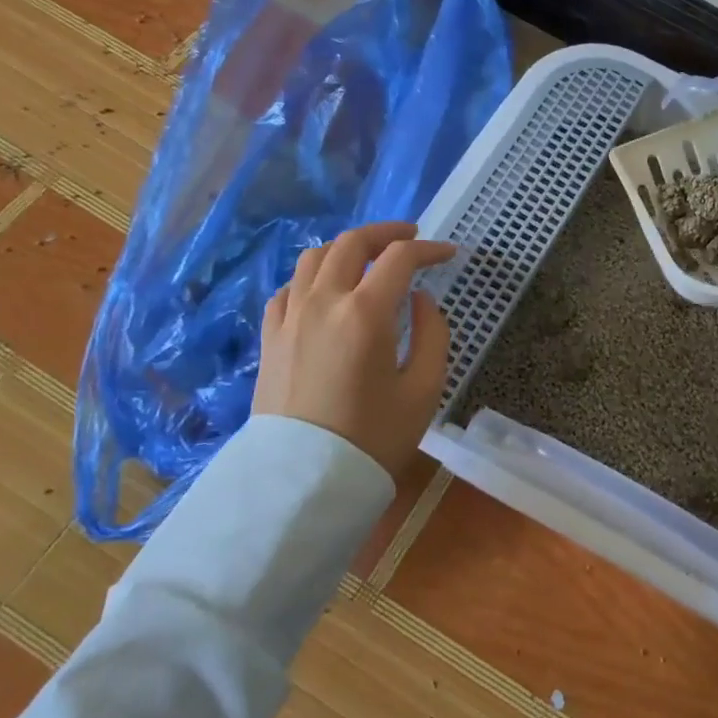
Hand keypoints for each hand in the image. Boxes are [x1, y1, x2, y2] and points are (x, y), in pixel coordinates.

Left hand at [252, 221, 456, 477]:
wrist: (302, 485)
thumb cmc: (372, 438)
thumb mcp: (423, 389)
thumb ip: (432, 334)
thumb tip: (421, 300)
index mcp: (365, 314)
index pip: (399, 259)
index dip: (429, 249)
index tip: (448, 253)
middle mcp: (322, 303)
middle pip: (351, 244)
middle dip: (385, 233)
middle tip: (409, 237)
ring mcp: (289, 318)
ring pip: (313, 258)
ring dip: (346, 248)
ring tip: (367, 258)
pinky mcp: (269, 338)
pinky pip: (288, 288)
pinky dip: (312, 277)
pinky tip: (325, 290)